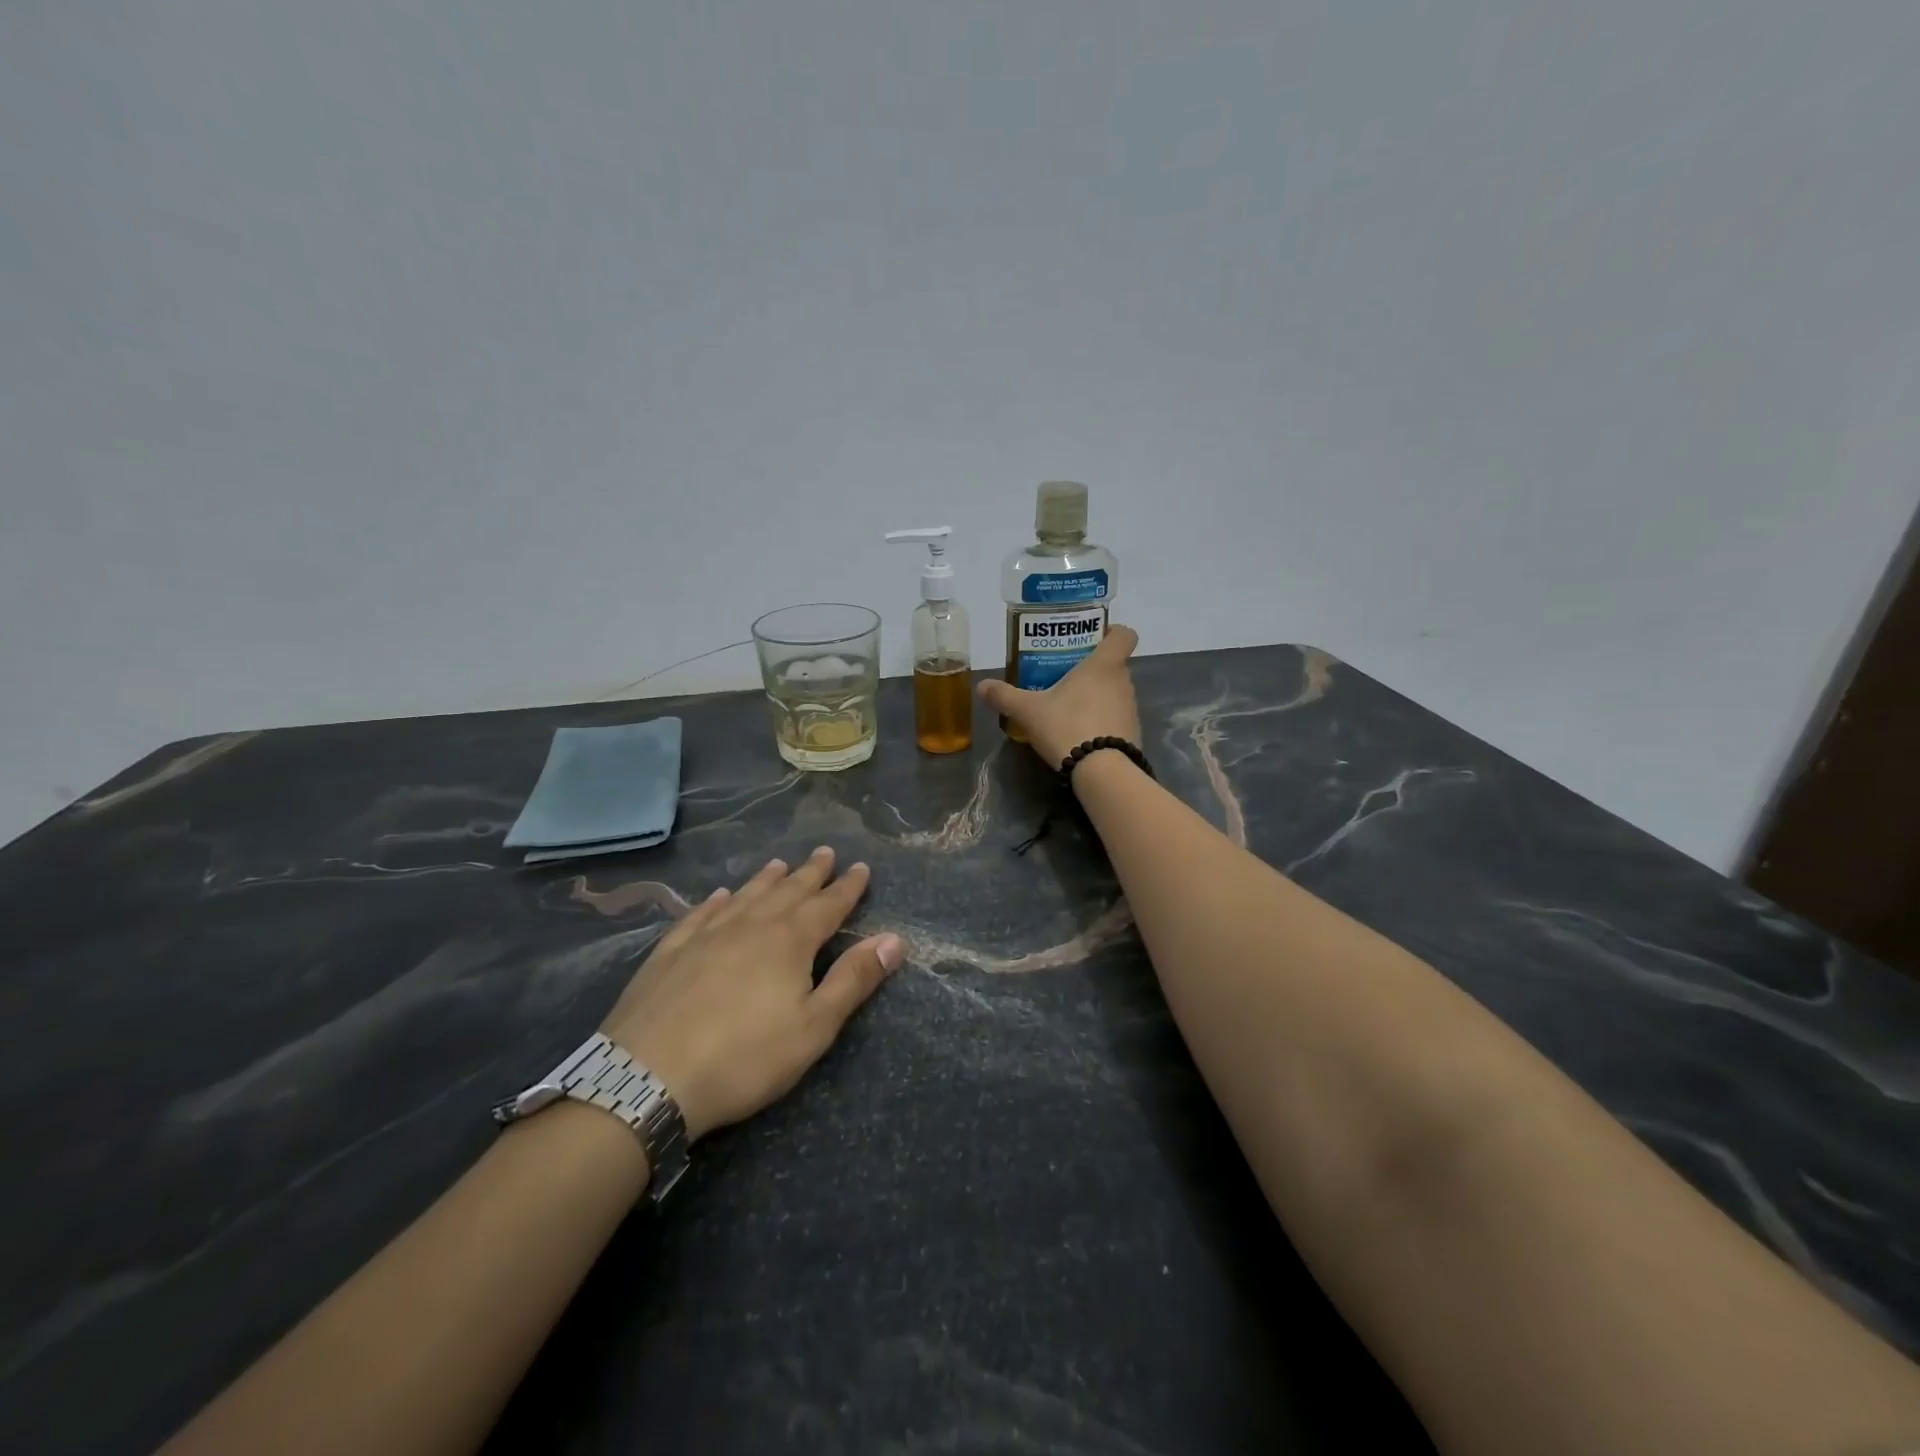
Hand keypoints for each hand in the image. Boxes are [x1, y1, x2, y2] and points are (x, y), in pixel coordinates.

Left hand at [601, 847, 901, 1141]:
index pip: (828, 905)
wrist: (647, 1076)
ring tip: (779, 863)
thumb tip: (894, 938)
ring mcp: (706, 934)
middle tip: (825, 852)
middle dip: (810, 873)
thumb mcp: (814, 1027)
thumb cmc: (744, 1057)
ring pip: (745, 896)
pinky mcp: (670, 951)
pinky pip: (700, 914)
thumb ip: (854, 980)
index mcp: (790, 941)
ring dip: (766, 879)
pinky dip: (716, 901)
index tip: (861, 867)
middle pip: (788, 891)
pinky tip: (719, 896)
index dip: (847, 887)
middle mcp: (751, 925)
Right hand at [977, 624, 1143, 769]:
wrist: (1102, 772)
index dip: (1112, 632)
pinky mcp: (1132, 733)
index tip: (1092, 639)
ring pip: (1115, 691)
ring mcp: (1131, 709)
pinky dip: (1102, 720)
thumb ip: (1004, 696)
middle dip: (1092, 668)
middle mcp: (1123, 682)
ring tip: (1068, 706)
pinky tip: (1079, 732)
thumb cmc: (1067, 726)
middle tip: (1065, 675)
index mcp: (1104, 665)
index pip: (1124, 634)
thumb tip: (982, 686)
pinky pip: (1116, 717)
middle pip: (1114, 664)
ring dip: (1097, 695)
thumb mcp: (1028, 711)